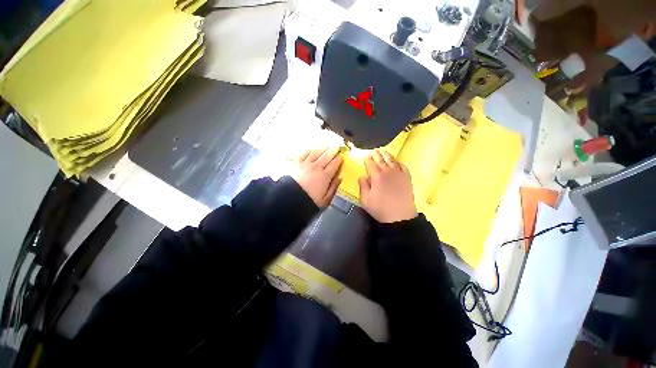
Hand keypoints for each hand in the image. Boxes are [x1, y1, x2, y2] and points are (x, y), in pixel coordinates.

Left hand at [293, 147, 342, 207]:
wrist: (290, 199)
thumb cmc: (308, 201)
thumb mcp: (325, 199)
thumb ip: (333, 188)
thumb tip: (339, 178)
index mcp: (325, 176)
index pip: (334, 165)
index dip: (339, 159)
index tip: (341, 156)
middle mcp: (316, 167)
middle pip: (327, 156)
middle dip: (333, 150)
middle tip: (337, 146)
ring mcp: (306, 164)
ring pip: (316, 152)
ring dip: (323, 148)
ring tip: (327, 144)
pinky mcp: (296, 163)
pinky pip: (304, 153)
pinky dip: (309, 150)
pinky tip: (312, 149)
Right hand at [358, 149, 416, 222]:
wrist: (400, 216)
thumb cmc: (380, 209)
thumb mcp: (365, 200)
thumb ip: (362, 186)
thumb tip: (362, 176)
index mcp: (377, 176)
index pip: (371, 164)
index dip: (367, 160)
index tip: (365, 157)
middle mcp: (388, 171)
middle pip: (381, 159)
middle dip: (376, 154)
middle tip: (373, 151)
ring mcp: (399, 173)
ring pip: (392, 160)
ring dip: (386, 154)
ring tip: (382, 152)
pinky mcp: (407, 177)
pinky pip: (402, 165)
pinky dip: (398, 162)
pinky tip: (395, 162)